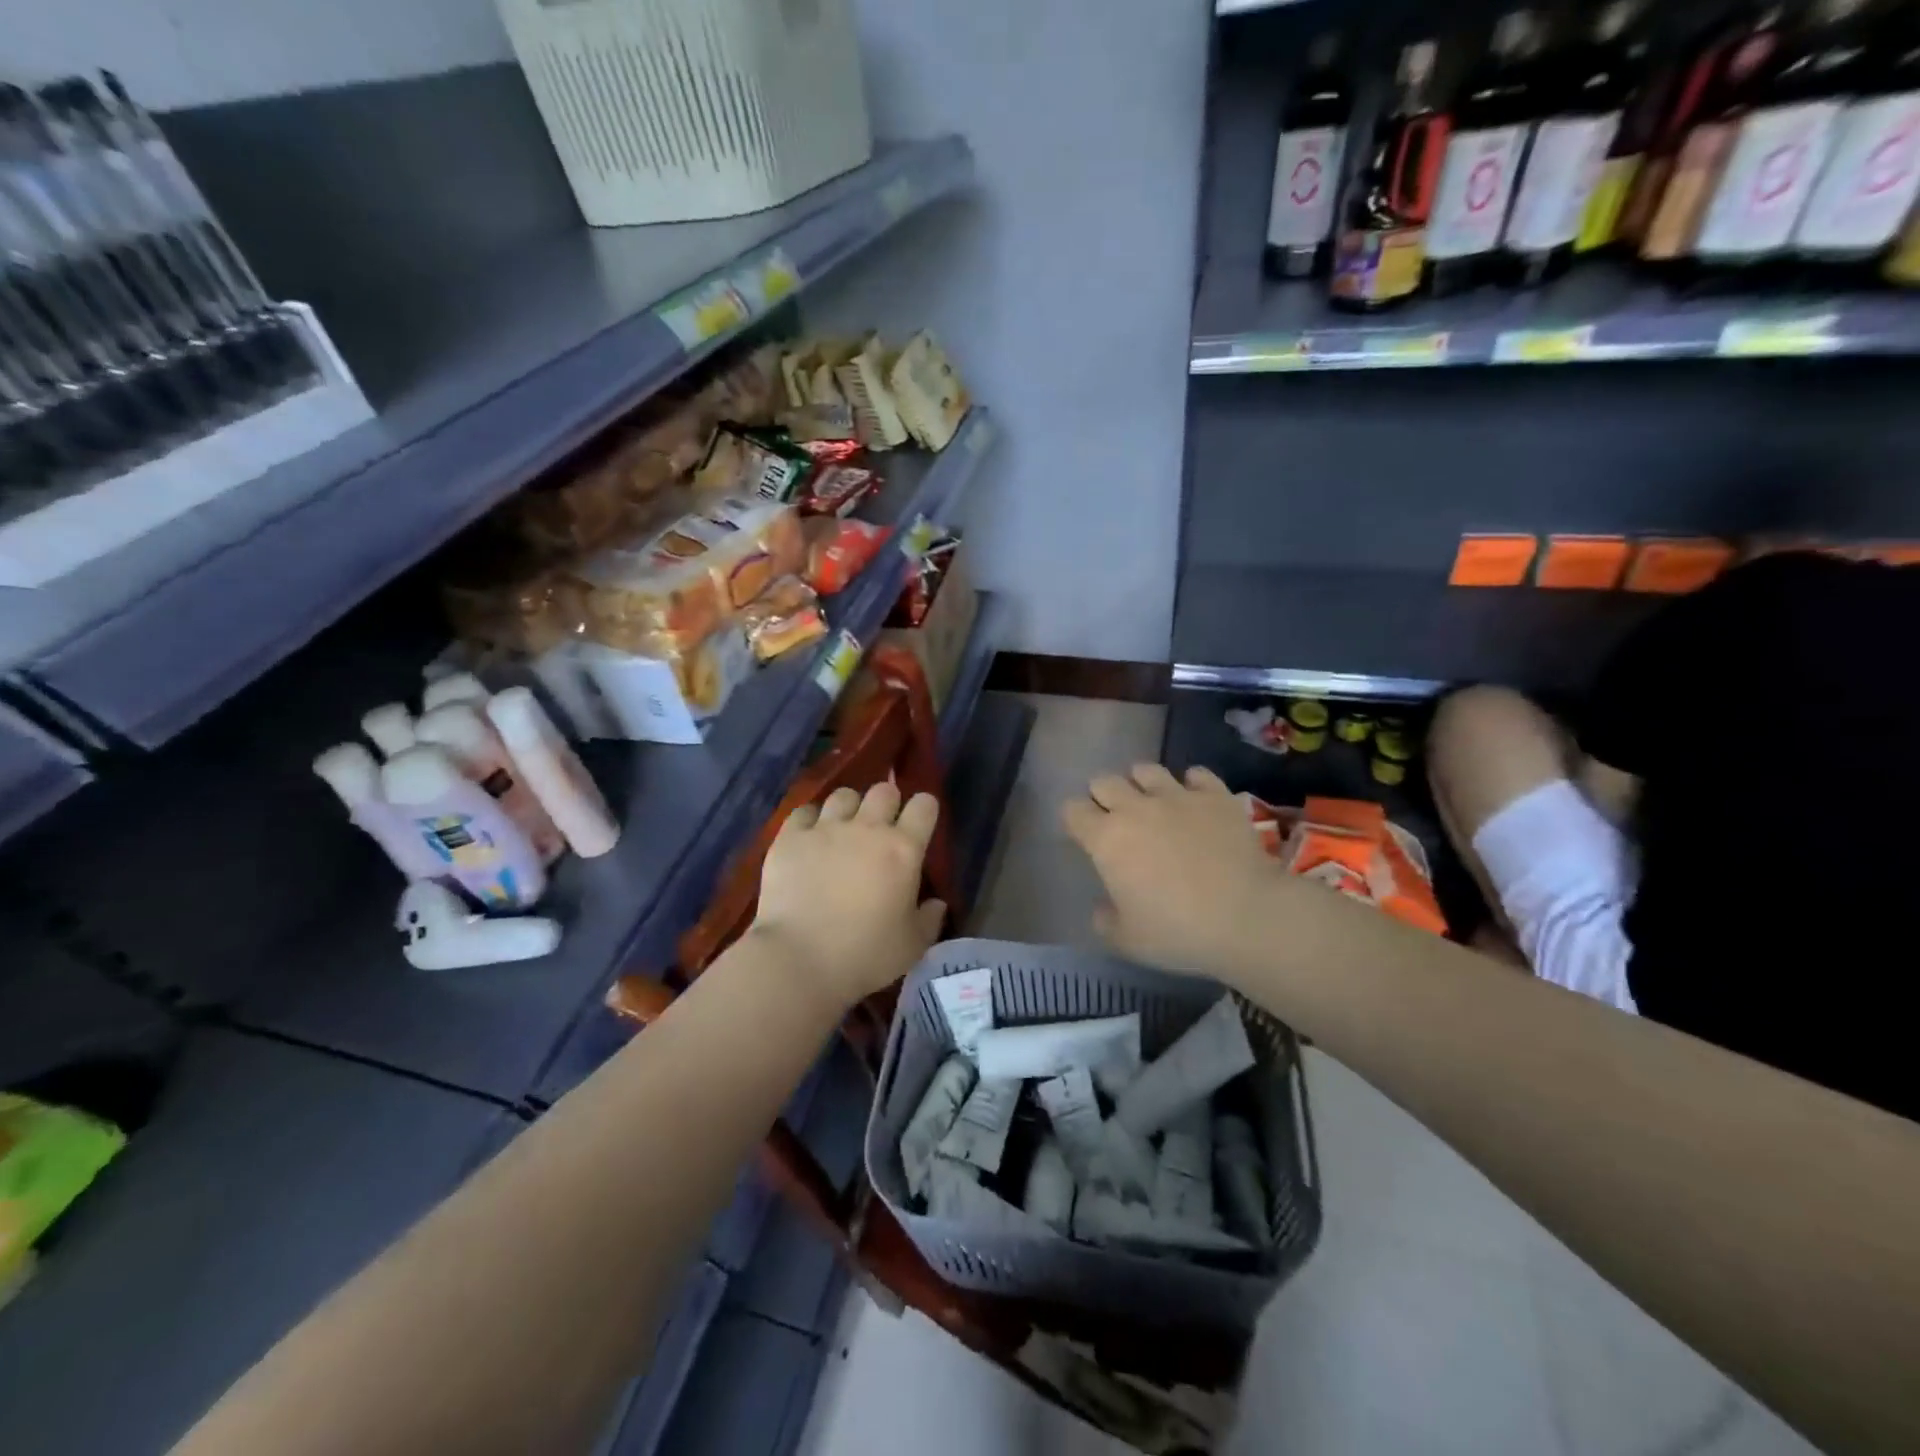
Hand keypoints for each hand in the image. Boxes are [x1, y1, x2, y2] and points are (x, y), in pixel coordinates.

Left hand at [750, 783, 946, 1008]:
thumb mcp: (912, 945)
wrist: (799, 960)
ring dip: (849, 809)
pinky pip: (804, 811)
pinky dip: (811, 820)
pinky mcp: (790, 837)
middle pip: (883, 791)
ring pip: (843, 795)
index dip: (924, 810)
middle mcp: (867, 828)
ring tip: (843, 830)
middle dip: (887, 803)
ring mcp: (825, 828)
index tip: (919, 825)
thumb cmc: (865, 955)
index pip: (924, 806)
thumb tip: (936, 903)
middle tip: (881, 828)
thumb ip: (929, 919)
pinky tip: (809, 838)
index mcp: (903, 849)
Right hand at [1062, 764, 1280, 980]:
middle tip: (1116, 819)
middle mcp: (1135, 808)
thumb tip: (1102, 906)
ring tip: (1152, 802)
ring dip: (1142, 783)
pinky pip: (1196, 774)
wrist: (1247, 916)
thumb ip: (1105, 920)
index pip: (1073, 810)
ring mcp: (1177, 796)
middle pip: (1104, 782)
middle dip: (1103, 796)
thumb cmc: (1178, 931)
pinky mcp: (1215, 796)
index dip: (1074, 820)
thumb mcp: (1127, 940)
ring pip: (1146, 770)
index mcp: (1106, 839)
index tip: (1083, 836)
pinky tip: (1195, 800)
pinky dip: (1192, 784)